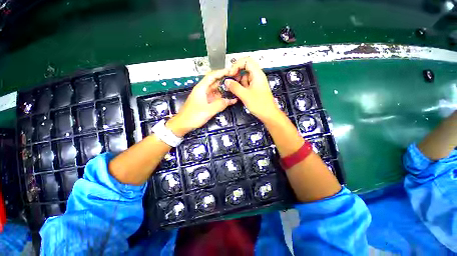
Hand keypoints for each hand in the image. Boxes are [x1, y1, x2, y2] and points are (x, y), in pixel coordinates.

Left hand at [166, 69, 237, 136]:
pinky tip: (229, 99)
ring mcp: (204, 97)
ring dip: (225, 90)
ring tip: (235, 89)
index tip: (231, 72)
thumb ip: (220, 104)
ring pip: (216, 90)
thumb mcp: (208, 110)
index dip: (222, 72)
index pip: (212, 76)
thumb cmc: (192, 116)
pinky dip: (222, 98)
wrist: (183, 124)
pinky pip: (215, 98)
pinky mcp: (206, 102)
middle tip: (236, 81)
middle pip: (215, 82)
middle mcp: (203, 90)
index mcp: (201, 88)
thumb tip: (231, 100)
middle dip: (225, 81)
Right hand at [225, 57, 283, 122]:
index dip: (237, 65)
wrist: (268, 114)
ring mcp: (256, 82)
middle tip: (231, 81)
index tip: (231, 73)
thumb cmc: (260, 105)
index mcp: (257, 74)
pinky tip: (239, 93)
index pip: (246, 61)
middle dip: (236, 74)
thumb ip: (235, 87)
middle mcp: (257, 76)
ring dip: (238, 82)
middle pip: (245, 68)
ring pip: (244, 77)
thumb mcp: (245, 95)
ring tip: (236, 90)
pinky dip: (241, 87)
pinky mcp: (255, 88)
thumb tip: (227, 81)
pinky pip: (246, 84)